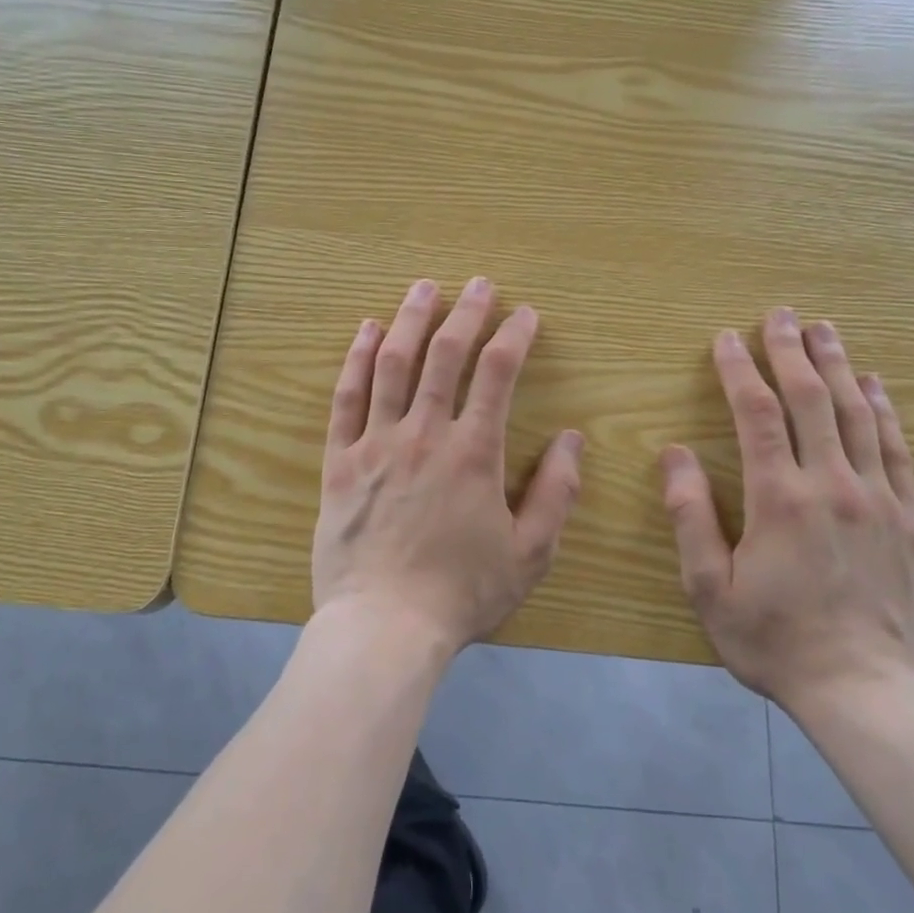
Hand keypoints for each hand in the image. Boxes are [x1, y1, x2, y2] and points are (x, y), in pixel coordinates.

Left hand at [312, 276, 584, 656]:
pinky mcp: (340, 460)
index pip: (498, 374)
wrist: (384, 627)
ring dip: (411, 320)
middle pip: (445, 355)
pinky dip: (357, 358)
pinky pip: (346, 397)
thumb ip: (557, 493)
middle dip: (466, 312)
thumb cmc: (462, 593)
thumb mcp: (530, 553)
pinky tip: (367, 330)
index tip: (526, 314)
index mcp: (474, 452)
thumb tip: (574, 439)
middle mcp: (424, 434)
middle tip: (478, 285)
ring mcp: (376, 442)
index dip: (514, 336)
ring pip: (393, 364)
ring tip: (424, 287)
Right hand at [660, 309, 913, 711]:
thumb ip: (690, 515)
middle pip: (811, 400)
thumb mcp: (708, 586)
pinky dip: (884, 411)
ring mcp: (878, 499)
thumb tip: (674, 453)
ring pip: (857, 415)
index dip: (739, 370)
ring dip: (838, 367)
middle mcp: (832, 485)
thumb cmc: (773, 639)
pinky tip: (875, 386)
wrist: (865, 692)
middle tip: (780, 314)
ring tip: (825, 330)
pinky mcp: (908, 520)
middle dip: (791, 351)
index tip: (726, 339)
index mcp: (779, 498)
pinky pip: (897, 450)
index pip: (757, 413)